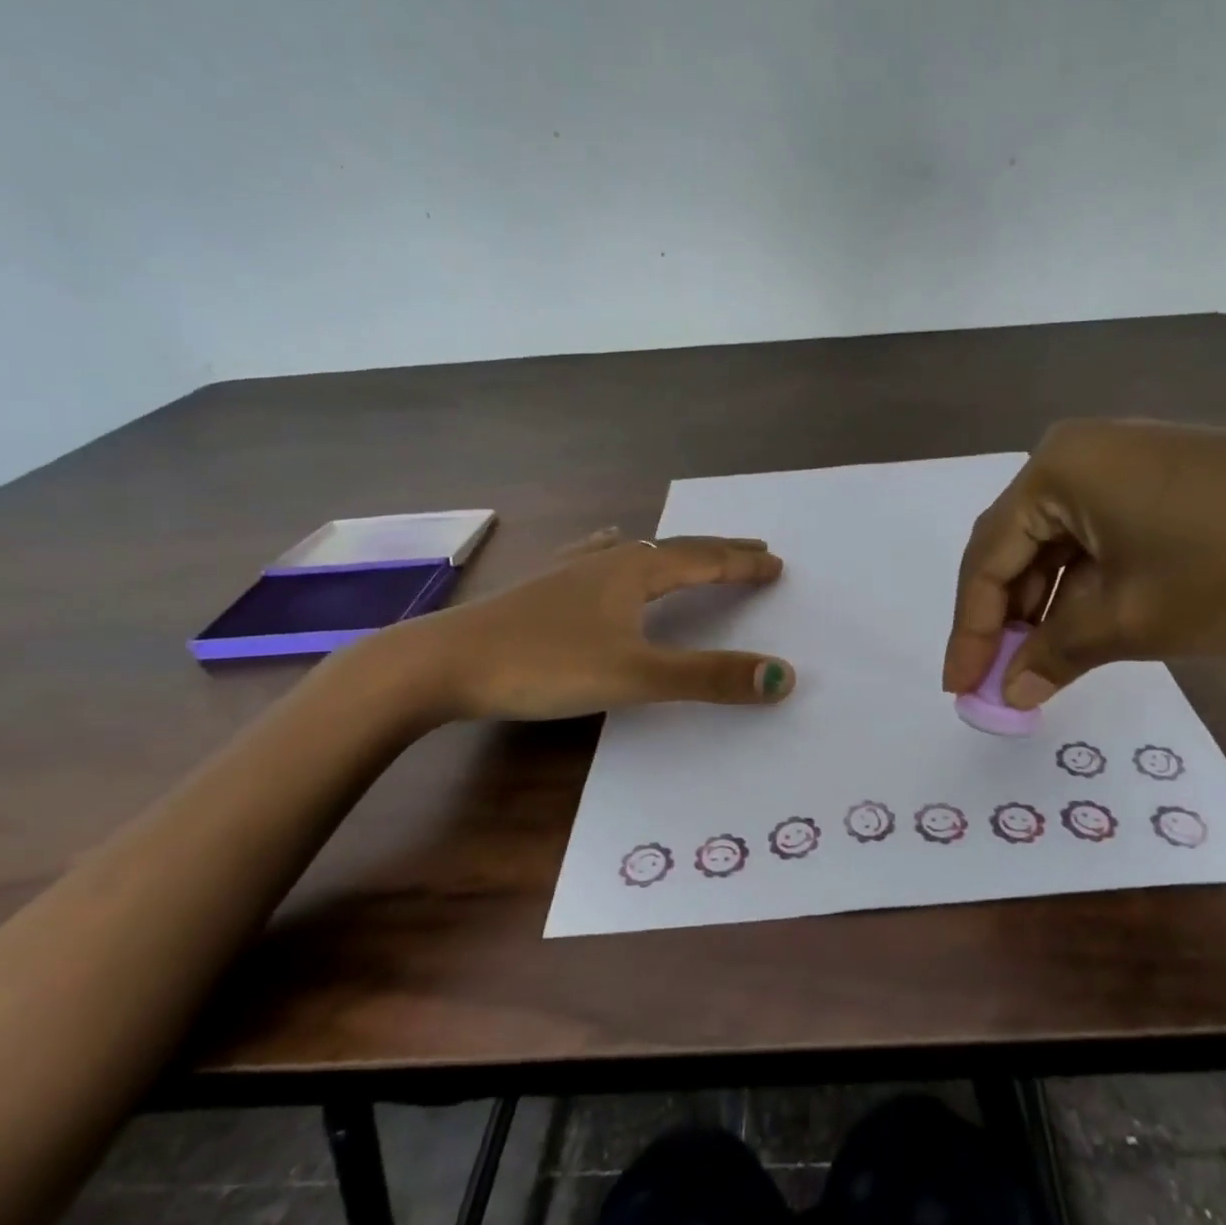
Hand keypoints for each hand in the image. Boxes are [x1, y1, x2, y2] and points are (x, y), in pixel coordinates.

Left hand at [376, 530, 795, 721]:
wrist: (442, 664)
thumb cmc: (544, 666)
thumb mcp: (636, 677)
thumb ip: (708, 677)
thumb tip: (783, 676)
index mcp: (635, 571)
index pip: (705, 559)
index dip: (743, 563)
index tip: (777, 563)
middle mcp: (608, 560)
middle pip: (676, 549)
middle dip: (719, 551)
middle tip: (753, 550)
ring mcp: (570, 571)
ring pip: (636, 551)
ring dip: (674, 552)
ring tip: (692, 551)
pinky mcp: (542, 588)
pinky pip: (595, 557)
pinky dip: (617, 551)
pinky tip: (605, 547)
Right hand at [943, 418, 1225, 706]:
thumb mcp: (1134, 620)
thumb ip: (1055, 654)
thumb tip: (1008, 693)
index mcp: (1057, 469)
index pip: (987, 557)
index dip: (969, 629)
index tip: (958, 688)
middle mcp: (1081, 453)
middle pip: (1018, 547)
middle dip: (1006, 619)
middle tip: (998, 682)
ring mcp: (1128, 461)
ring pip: (1061, 545)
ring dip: (1046, 608)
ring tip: (1040, 667)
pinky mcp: (1166, 480)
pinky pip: (1102, 538)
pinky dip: (1088, 588)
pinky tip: (1088, 630)